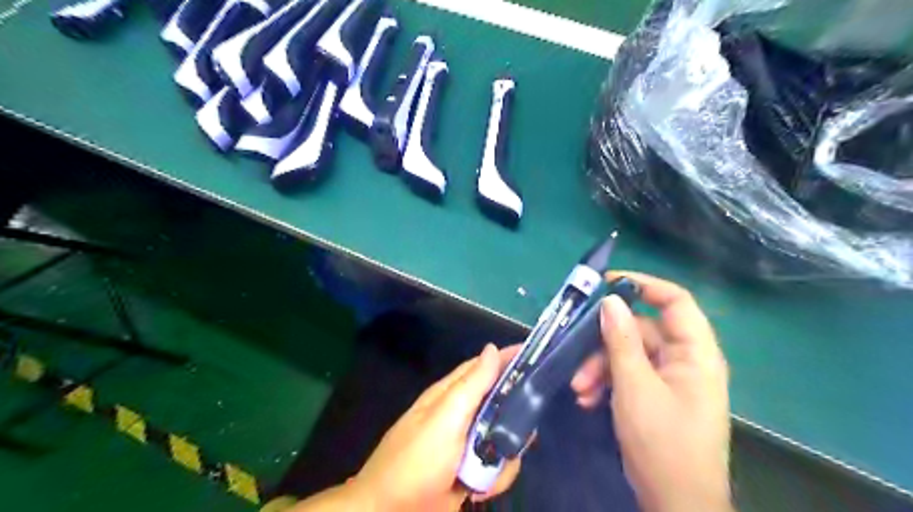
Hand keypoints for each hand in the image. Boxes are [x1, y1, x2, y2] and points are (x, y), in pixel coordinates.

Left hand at [350, 342, 519, 508]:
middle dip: (513, 418)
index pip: (483, 366)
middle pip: (500, 404)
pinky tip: (479, 489)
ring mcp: (466, 445)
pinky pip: (497, 466)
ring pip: (503, 437)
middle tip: (525, 428)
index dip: (507, 358)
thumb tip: (492, 348)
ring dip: (503, 456)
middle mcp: (460, 415)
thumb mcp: (446, 418)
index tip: (534, 354)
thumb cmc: (417, 460)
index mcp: (450, 395)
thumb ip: (472, 385)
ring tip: (491, 469)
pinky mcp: (471, 471)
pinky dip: (495, 478)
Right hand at [568, 273, 732, 511]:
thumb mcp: (635, 387)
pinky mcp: (654, 394)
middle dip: (605, 342)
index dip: (643, 286)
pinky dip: (606, 382)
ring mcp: (669, 378)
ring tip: (578, 388)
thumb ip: (622, 340)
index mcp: (695, 352)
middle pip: (641, 330)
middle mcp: (684, 359)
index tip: (606, 284)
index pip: (675, 301)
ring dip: (599, 367)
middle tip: (576, 353)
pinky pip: (627, 375)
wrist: (675, 503)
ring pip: (628, 353)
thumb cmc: (663, 442)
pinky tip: (587, 399)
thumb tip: (610, 301)